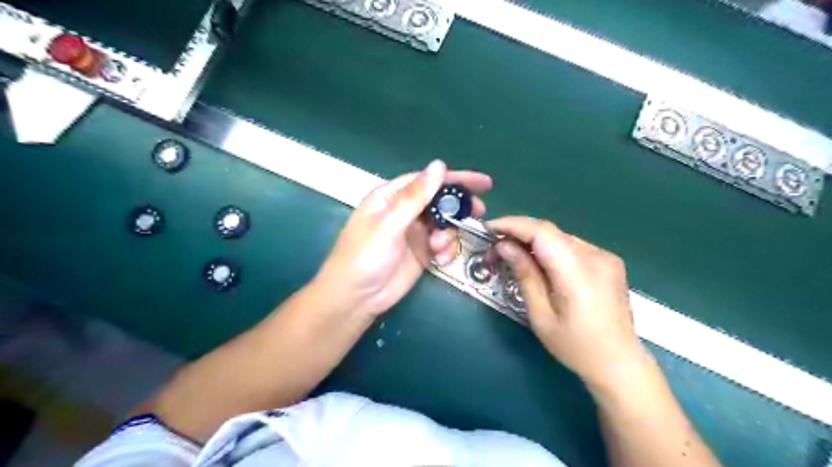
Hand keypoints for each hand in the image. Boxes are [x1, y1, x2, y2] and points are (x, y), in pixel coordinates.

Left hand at [316, 160, 488, 316]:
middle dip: (458, 207)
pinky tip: (440, 260)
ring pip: (444, 224)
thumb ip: (415, 196)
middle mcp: (404, 211)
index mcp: (391, 197)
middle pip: (439, 201)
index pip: (427, 180)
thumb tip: (439, 165)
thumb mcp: (389, 223)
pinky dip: (446, 250)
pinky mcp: (421, 253)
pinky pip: (442, 245)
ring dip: (449, 234)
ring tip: (439, 247)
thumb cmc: (365, 256)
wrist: (356, 298)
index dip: (455, 179)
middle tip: (480, 211)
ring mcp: (414, 233)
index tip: (483, 183)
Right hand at [489, 216, 646, 390]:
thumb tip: (504, 246)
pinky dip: (550, 248)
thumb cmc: (576, 347)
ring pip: (560, 237)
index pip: (542, 232)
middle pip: (550, 231)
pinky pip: (571, 246)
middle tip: (494, 245)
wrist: (620, 362)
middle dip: (518, 232)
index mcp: (578, 273)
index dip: (513, 225)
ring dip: (533, 240)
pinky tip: (537, 261)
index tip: (488, 228)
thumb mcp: (541, 316)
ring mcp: (605, 257)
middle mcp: (595, 257)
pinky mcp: (608, 261)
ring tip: (512, 253)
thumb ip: (525, 275)